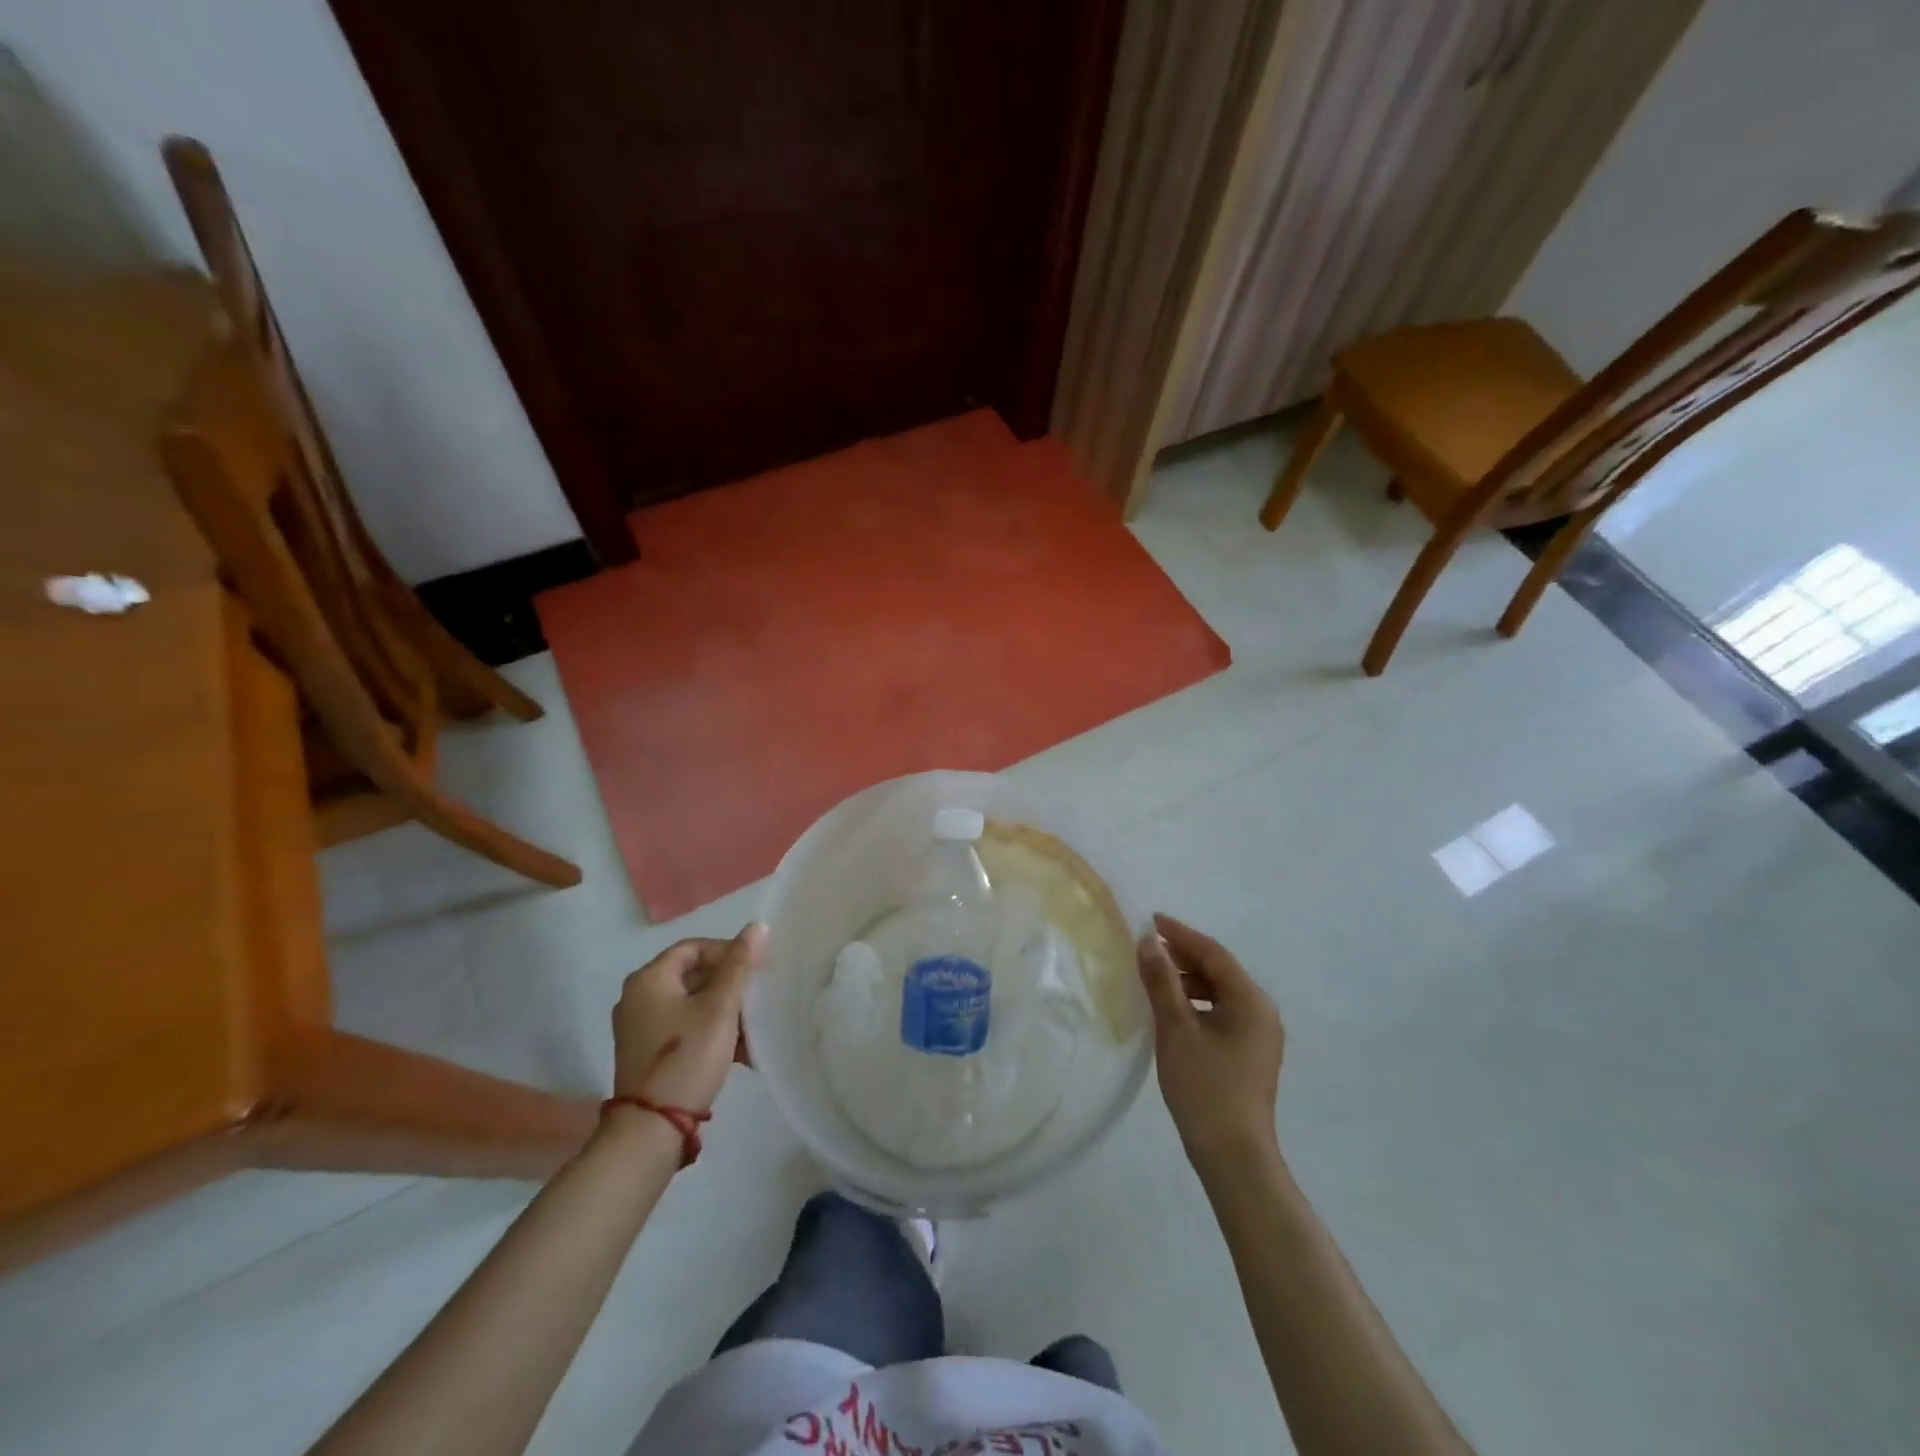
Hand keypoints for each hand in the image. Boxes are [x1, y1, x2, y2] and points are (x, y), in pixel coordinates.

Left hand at [612, 922, 765, 1113]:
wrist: (650, 1131)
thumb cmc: (686, 1058)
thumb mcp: (720, 1008)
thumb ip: (739, 966)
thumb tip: (757, 926)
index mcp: (649, 979)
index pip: (694, 947)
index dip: (728, 952)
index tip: (757, 970)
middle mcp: (638, 997)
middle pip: (693, 975)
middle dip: (730, 986)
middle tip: (758, 998)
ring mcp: (640, 1027)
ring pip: (691, 1004)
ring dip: (725, 1011)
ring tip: (753, 1029)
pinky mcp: (647, 1053)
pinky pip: (684, 1027)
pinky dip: (711, 1031)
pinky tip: (739, 1051)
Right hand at [1138, 913, 1284, 1172]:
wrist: (1233, 1156)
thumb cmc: (1204, 1087)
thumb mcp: (1176, 1028)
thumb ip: (1161, 981)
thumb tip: (1147, 941)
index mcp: (1251, 1001)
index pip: (1214, 954)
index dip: (1181, 934)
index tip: (1151, 920)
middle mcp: (1262, 1012)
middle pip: (1220, 971)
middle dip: (1184, 956)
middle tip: (1148, 948)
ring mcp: (1260, 1035)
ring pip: (1221, 993)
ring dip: (1189, 981)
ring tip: (1155, 979)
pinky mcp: (1251, 1054)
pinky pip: (1223, 1013)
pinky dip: (1197, 1003)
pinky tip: (1173, 1011)